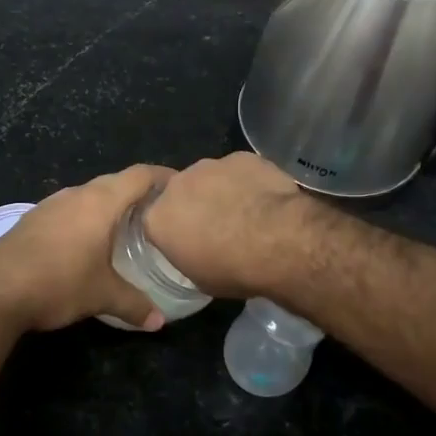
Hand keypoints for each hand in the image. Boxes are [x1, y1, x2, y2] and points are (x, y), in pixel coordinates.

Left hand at [0, 165, 175, 332]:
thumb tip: (158, 321)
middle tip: (160, 213)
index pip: (140, 175)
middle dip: (139, 193)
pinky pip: (69, 209)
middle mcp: (76, 194)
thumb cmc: (58, 283)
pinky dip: (86, 217)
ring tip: (127, 227)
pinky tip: (88, 241)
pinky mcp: (32, 219)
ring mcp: (50, 204)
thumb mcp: (102, 296)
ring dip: (109, 205)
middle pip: (115, 182)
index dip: (164, 177)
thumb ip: (134, 304)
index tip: (182, 188)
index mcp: (100, 201)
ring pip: (89, 195)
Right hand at [142, 152, 311, 299]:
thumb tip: (193, 251)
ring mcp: (209, 166)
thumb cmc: (234, 269)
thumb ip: (187, 257)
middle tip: (218, 227)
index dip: (174, 232)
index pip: (157, 223)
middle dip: (194, 206)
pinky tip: (265, 199)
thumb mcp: (200, 280)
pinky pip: (239, 169)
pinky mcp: (240, 156)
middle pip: (180, 194)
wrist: (278, 240)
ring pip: (209, 177)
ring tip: (246, 212)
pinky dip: (247, 181)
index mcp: (158, 219)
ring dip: (221, 191)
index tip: (189, 243)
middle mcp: (176, 185)